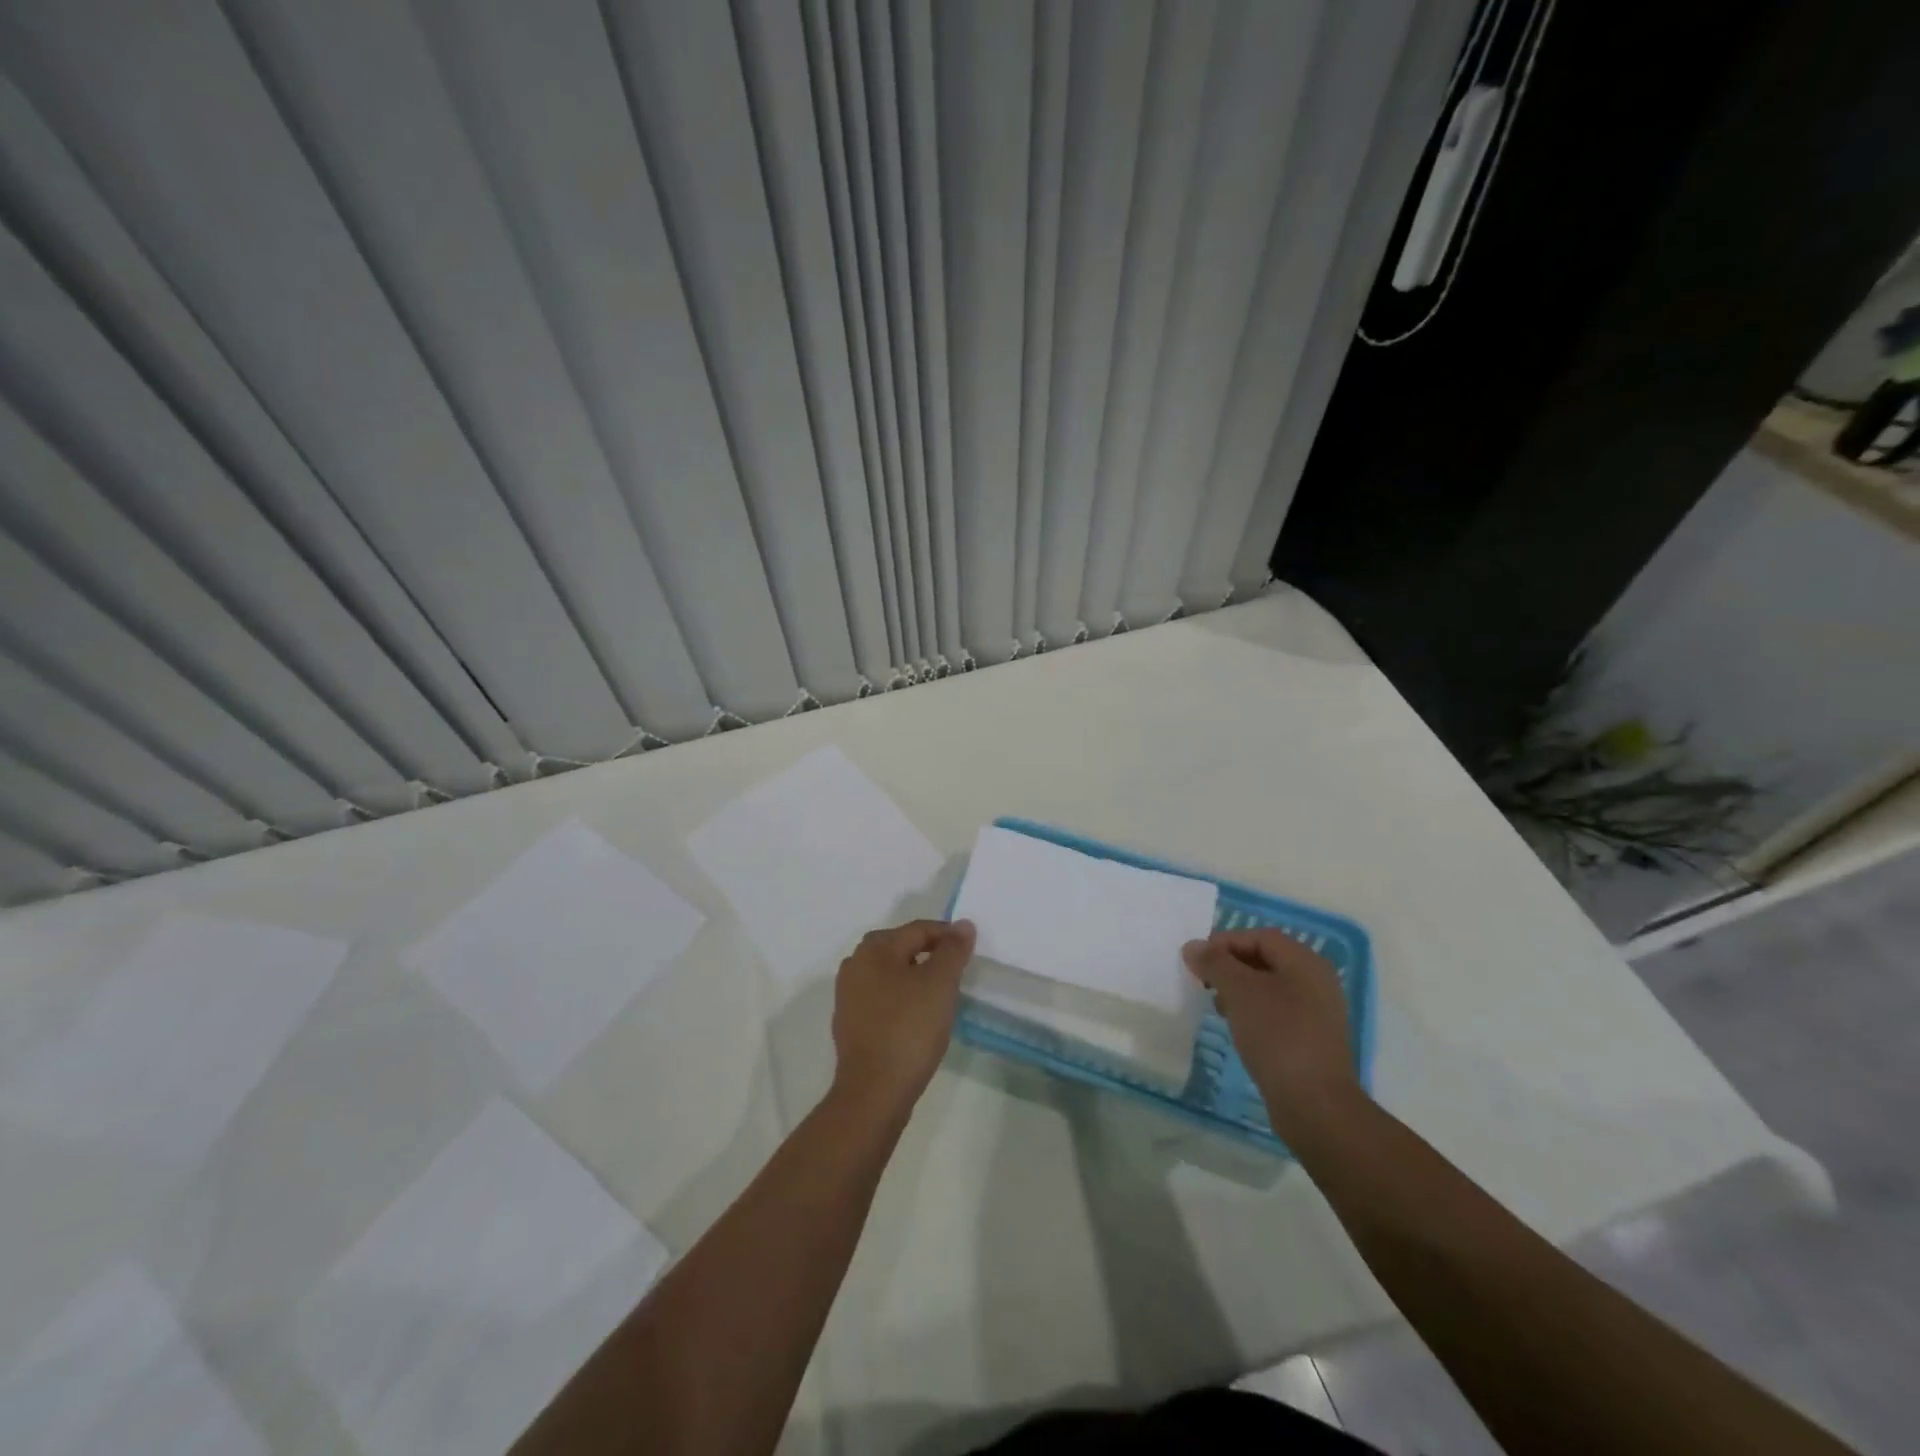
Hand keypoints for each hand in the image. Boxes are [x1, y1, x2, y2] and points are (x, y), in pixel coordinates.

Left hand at [831, 918, 975, 1114]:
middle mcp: (855, 964)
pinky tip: (918, 1018)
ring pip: (891, 974)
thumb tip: (962, 925)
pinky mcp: (850, 1023)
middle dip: (931, 955)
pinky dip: (902, 1000)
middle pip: (901, 948)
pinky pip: (882, 999)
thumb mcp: (940, 983)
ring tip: (941, 995)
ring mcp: (848, 995)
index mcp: (874, 948)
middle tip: (958, 971)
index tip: (971, 950)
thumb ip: (953, 951)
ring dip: (916, 977)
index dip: (948, 936)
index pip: (918, 929)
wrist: (874, 1091)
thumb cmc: (909, 1028)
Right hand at [1182, 929, 1359, 1138]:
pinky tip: (1237, 1028)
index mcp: (1306, 963)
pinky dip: (1254, 1013)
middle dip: (1231, 967)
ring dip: (1240, 990)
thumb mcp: (1239, 992)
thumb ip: (1214, 963)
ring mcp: (1318, 1013)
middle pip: (1266, 960)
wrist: (1314, 1104)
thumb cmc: (1277, 1036)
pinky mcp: (1313, 1041)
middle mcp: (1317, 982)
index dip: (1225, 942)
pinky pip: (1278, 1013)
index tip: (1197, 960)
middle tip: (1204, 982)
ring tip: (1218, 1007)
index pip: (1260, 937)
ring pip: (1270, 988)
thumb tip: (1193, 946)